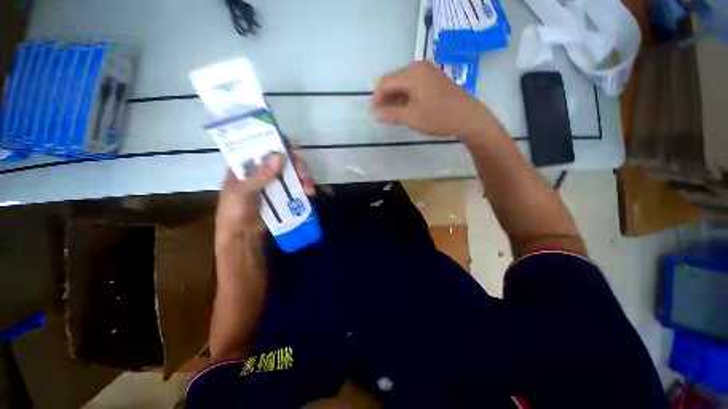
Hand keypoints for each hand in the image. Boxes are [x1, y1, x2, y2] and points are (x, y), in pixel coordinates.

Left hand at [215, 152, 314, 244]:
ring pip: (292, 171)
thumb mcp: (242, 192)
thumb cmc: (234, 213)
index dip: (277, 142)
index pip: (262, 146)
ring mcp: (273, 182)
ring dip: (304, 177)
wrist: (242, 237)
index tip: (292, 146)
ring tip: (310, 188)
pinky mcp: (283, 194)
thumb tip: (280, 155)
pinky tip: (310, 193)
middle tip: (304, 175)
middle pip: (283, 158)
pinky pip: (296, 185)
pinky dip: (304, 186)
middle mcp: (261, 171)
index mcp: (245, 165)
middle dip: (297, 164)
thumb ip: (260, 175)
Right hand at [371, 61, 493, 138]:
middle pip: (394, 81)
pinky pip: (414, 85)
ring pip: (404, 83)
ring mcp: (428, 71)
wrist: (468, 117)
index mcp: (412, 73)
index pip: (385, 82)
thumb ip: (391, 114)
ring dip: (395, 98)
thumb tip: (374, 113)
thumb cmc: (438, 117)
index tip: (373, 113)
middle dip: (386, 98)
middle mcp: (419, 67)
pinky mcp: (434, 78)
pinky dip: (406, 96)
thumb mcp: (412, 118)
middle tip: (382, 115)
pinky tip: (406, 109)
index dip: (377, 98)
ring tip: (392, 115)